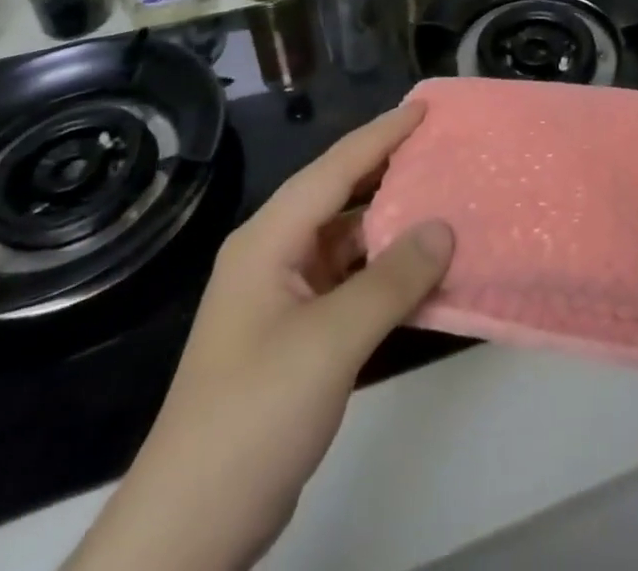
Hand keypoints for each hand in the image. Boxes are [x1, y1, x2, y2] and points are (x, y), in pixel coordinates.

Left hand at [66, 103, 452, 570]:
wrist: (189, 529)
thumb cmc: (253, 414)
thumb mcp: (329, 341)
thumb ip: (392, 279)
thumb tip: (446, 227)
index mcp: (268, 241)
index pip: (334, 169)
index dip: (382, 134)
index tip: (426, 108)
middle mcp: (274, 256)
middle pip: (340, 196)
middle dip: (390, 169)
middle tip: (445, 146)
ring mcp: (284, 298)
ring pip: (349, 240)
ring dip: (394, 223)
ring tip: (448, 200)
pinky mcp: (297, 335)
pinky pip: (352, 281)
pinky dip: (388, 270)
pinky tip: (426, 270)